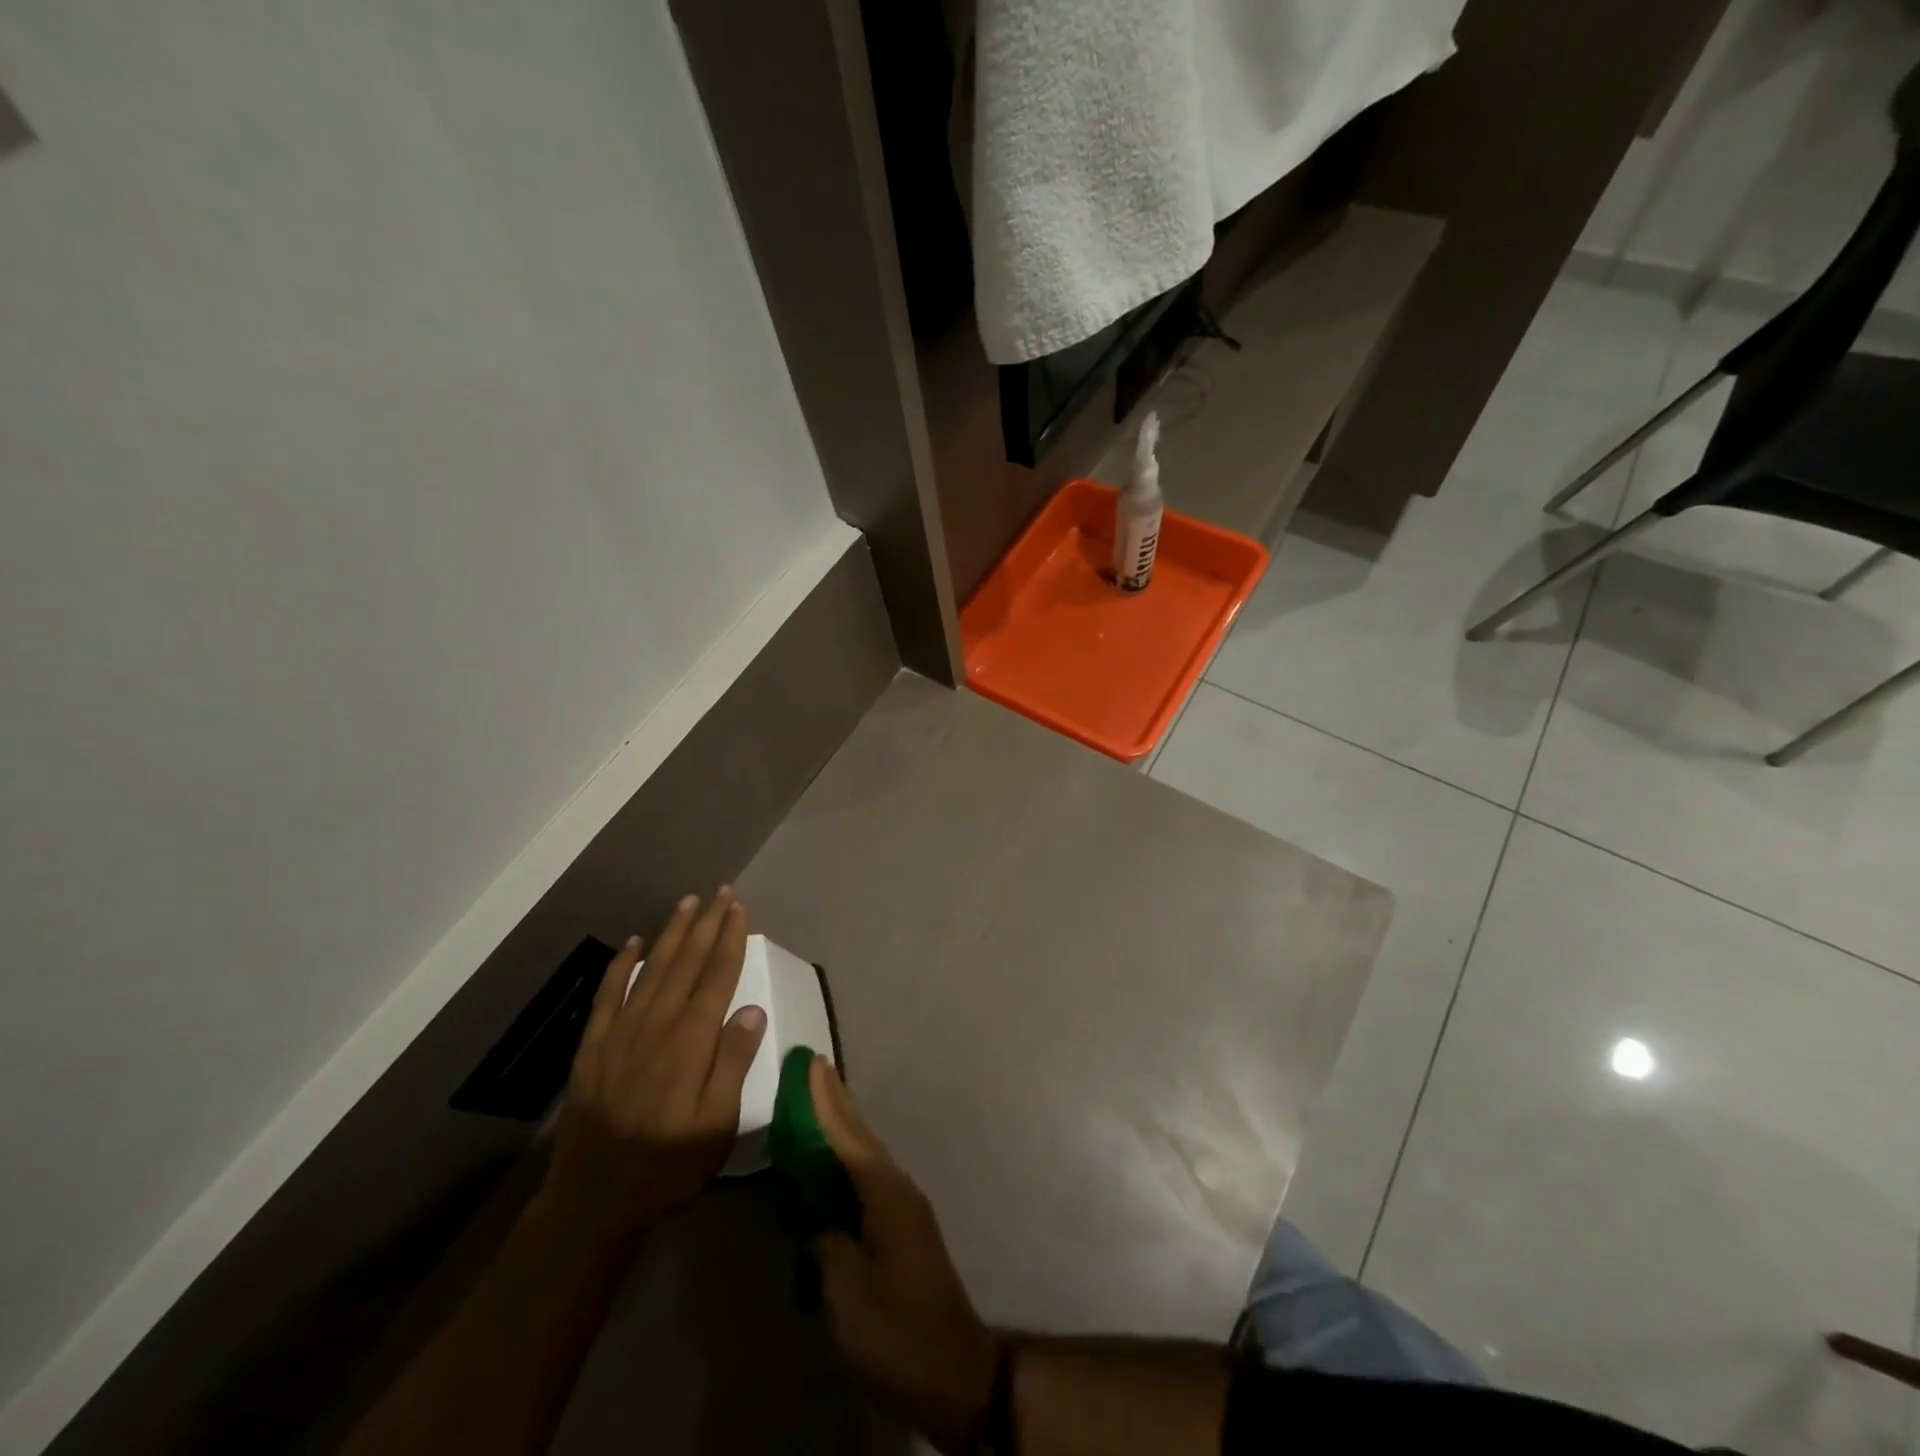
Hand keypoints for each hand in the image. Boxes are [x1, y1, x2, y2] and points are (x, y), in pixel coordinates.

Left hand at [543, 890, 767, 1240]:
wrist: (592, 1202)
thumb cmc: (667, 1166)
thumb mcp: (716, 1125)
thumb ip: (733, 1063)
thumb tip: (751, 1009)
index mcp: (690, 1041)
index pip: (717, 976)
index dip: (730, 940)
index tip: (740, 909)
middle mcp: (656, 1025)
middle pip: (686, 963)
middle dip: (706, 924)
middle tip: (721, 892)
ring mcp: (620, 1033)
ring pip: (651, 969)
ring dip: (671, 933)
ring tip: (687, 903)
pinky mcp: (593, 1047)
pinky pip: (608, 994)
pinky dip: (620, 965)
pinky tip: (632, 943)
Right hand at [811, 1057, 999, 1454]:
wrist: (954, 1371)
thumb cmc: (898, 1330)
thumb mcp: (848, 1294)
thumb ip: (826, 1245)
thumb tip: (816, 1219)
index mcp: (885, 1194)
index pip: (848, 1136)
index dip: (826, 1102)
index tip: (812, 1064)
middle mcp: (898, 1188)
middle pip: (861, 1135)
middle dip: (837, 1101)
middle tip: (815, 1067)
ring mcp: (904, 1206)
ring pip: (867, 1152)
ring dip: (843, 1125)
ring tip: (820, 1100)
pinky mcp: (902, 1227)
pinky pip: (869, 1175)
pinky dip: (848, 1156)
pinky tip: (836, 1160)